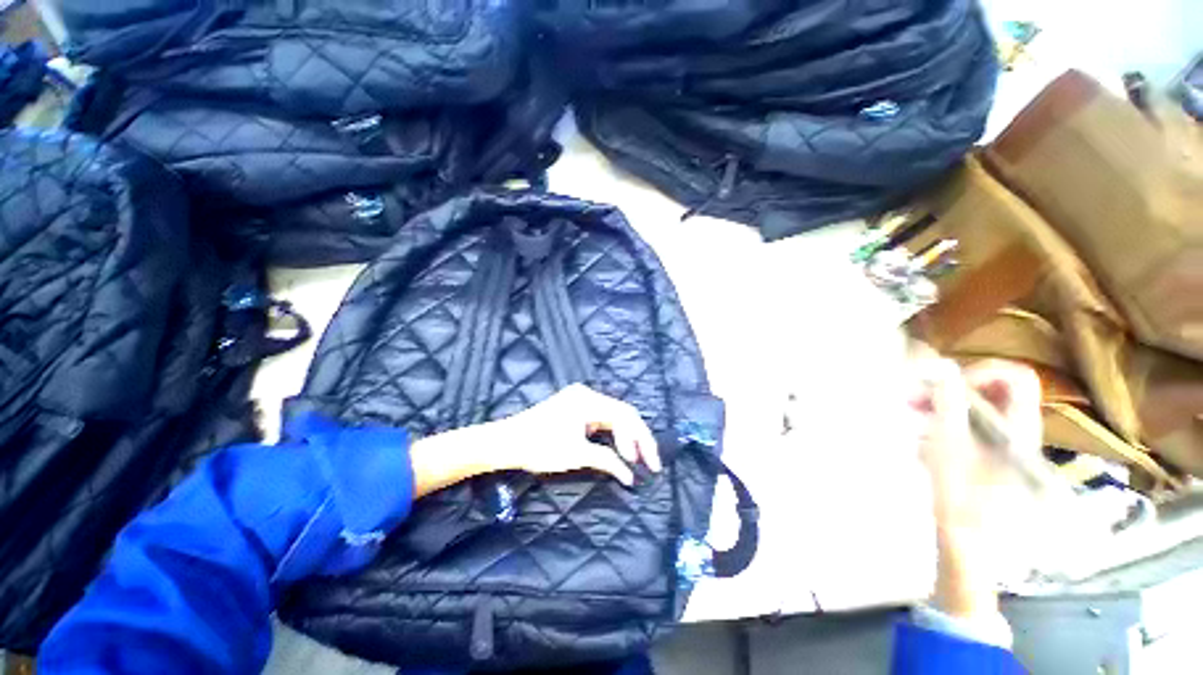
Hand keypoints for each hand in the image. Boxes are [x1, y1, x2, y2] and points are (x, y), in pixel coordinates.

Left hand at [409, 384, 659, 497]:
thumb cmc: (539, 446)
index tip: (648, 465)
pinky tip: (618, 449)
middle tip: (648, 464)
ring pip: (613, 416)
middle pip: (622, 413)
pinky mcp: (575, 409)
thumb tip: (629, 475)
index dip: (641, 440)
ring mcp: (581, 400)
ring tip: (634, 459)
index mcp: (589, 400)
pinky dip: (611, 434)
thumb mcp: (576, 454)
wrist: (507, 441)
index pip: (626, 415)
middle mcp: (587, 395)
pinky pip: (601, 419)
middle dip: (637, 438)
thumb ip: (607, 460)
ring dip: (625, 437)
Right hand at [910, 355, 1042, 621]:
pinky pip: (965, 424)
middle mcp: (1016, 430)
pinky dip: (941, 420)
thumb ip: (948, 404)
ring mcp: (1001, 444)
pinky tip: (918, 431)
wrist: (965, 543)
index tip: (947, 383)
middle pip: (992, 389)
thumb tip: (941, 368)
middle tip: (916, 395)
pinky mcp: (985, 456)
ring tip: (909, 410)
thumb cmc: (959, 495)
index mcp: (1018, 427)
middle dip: (952, 386)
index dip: (982, 371)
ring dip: (941, 402)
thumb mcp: (949, 445)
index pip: (1016, 377)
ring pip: (975, 406)